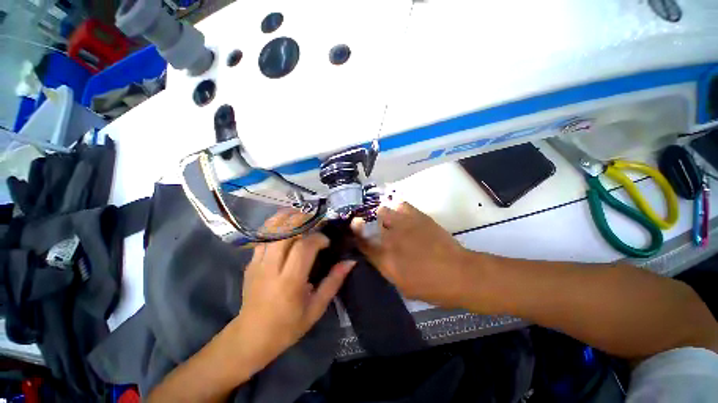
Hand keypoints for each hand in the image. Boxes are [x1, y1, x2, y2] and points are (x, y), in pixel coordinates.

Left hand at [232, 211, 354, 370]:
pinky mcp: (250, 263)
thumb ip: (334, 282)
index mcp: (290, 282)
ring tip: (302, 215)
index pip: (303, 247)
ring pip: (270, 231)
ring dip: (287, 218)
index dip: (318, 238)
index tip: (327, 242)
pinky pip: (262, 237)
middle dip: (302, 220)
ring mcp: (257, 264)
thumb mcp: (317, 308)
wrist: (252, 337)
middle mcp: (271, 268)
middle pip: (285, 232)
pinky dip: (275, 227)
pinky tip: (286, 226)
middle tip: (316, 220)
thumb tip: (350, 261)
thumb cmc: (288, 326)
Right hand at [352, 202, 473, 307]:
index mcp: (385, 259)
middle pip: (370, 222)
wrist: (459, 274)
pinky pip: (402, 204)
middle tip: (378, 226)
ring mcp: (403, 225)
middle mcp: (389, 239)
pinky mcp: (417, 216)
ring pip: (384, 210)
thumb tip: (381, 256)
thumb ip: (387, 268)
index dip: (356, 234)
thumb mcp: (403, 286)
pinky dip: (400, 208)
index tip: (355, 228)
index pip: (362, 243)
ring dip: (384, 214)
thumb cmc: (432, 287)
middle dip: (370, 224)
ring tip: (390, 218)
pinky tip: (404, 213)